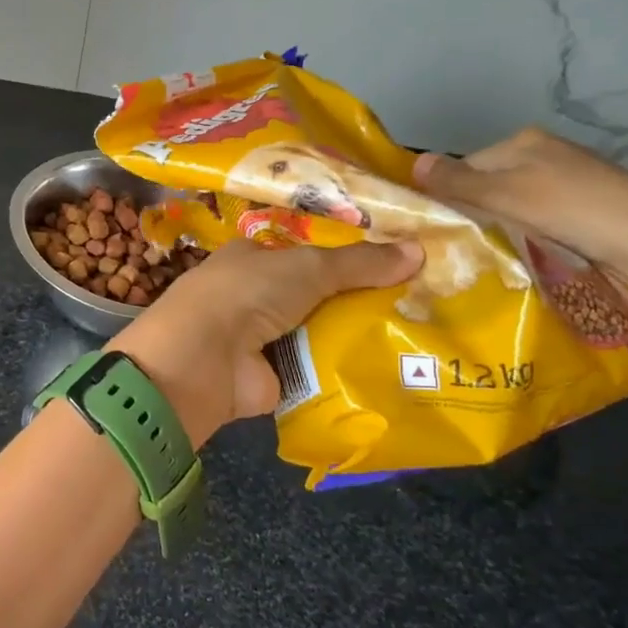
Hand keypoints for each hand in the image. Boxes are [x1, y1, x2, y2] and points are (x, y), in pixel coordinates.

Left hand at [110, 236, 420, 445]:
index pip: (305, 253)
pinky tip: (394, 371)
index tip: (397, 264)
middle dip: (360, 300)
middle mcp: (255, 295)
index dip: (346, 258)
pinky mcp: (272, 377)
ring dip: (358, 337)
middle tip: (422, 304)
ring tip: (421, 338)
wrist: (205, 358)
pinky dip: (346, 370)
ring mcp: (262, 338)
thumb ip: (360, 262)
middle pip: (317, 295)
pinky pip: (318, 370)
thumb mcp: (308, 266)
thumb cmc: (248, 293)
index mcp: (252, 258)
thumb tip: (419, 250)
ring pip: (320, 332)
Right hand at [412, 127, 627, 282]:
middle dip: (474, 214)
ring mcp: (567, 181)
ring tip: (495, 253)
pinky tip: (529, 252)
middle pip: (486, 186)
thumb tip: (412, 164)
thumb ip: (457, 182)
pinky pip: (535, 219)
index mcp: (522, 141)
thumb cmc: (574, 210)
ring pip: (510, 206)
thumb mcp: (506, 195)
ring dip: (500, 228)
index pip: (463, 167)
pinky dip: (527, 235)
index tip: (443, 229)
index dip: (448, 197)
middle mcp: (544, 154)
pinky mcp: (585, 208)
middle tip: (467, 246)